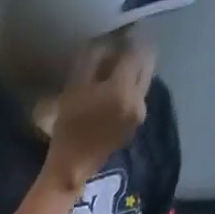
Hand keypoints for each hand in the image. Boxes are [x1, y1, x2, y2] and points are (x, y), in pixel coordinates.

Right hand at [44, 34, 156, 193]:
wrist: (70, 171)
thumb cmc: (67, 130)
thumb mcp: (74, 89)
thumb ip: (92, 59)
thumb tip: (106, 43)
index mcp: (123, 87)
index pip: (135, 48)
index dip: (124, 42)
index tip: (111, 45)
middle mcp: (138, 98)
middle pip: (147, 61)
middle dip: (133, 56)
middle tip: (113, 61)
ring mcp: (139, 114)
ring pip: (143, 79)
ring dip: (130, 75)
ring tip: (108, 83)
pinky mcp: (135, 126)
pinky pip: (137, 98)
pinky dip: (127, 93)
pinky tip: (109, 101)